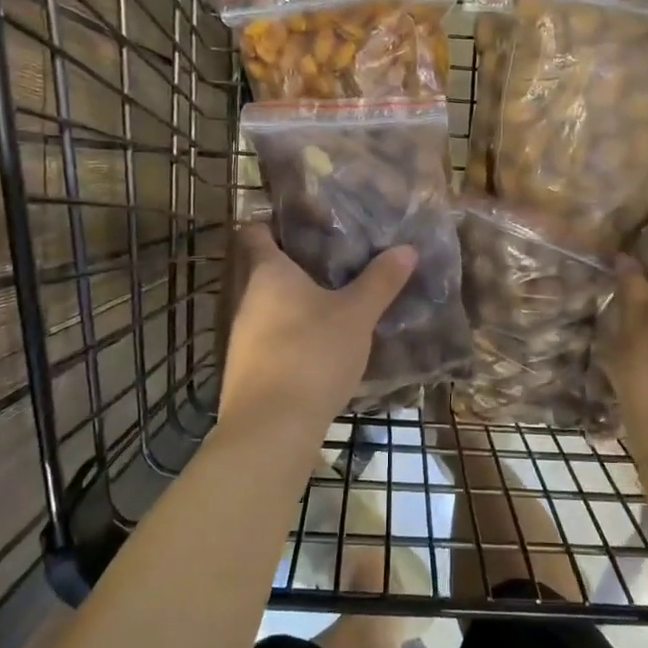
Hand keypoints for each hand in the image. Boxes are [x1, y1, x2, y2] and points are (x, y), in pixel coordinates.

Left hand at [219, 224, 415, 437]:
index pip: (255, 232)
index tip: (300, 221)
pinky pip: (268, 337)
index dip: (272, 223)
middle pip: (262, 270)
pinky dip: (289, 334)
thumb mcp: (356, 315)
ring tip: (330, 300)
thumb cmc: (313, 354)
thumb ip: (380, 281)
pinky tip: (317, 345)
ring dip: (292, 303)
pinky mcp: (245, 368)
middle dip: (293, 265)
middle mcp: (245, 298)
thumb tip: (406, 248)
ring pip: (266, 306)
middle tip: (332, 260)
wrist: (272, 427)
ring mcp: (240, 336)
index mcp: (268, 273)